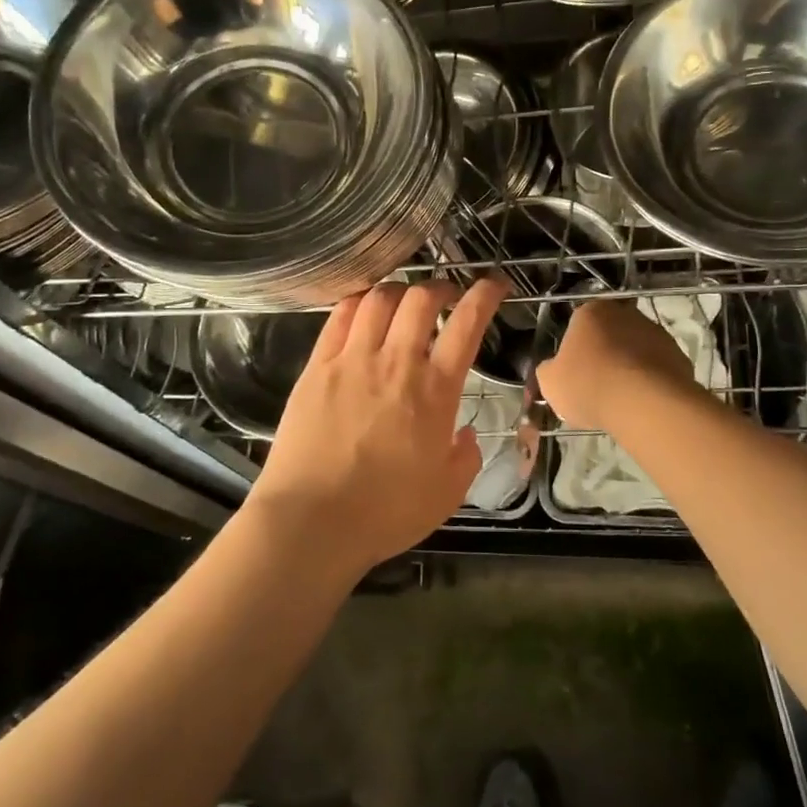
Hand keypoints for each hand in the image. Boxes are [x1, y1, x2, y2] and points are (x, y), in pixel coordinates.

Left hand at [249, 278, 506, 577]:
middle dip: (441, 288)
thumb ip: (466, 457)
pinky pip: (340, 317)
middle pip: (421, 299)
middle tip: (446, 296)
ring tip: (404, 300)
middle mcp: (396, 363)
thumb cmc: (386, 512)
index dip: (485, 295)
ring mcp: (352, 360)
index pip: (467, 324)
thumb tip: (465, 434)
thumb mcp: (447, 493)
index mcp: (435, 391)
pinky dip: (359, 302)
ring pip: (379, 299)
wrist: (312, 522)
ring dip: (400, 290)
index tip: (494, 284)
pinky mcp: (317, 367)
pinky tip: (364, 308)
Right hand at [536, 299, 697, 429]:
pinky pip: (657, 367)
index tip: (574, 373)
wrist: (644, 403)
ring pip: (635, 349)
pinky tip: (642, 402)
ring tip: (621, 399)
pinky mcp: (678, 355)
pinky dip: (650, 381)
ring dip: (629, 367)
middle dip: (604, 354)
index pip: (577, 324)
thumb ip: (549, 370)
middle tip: (596, 385)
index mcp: (590, 311)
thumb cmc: (588, 385)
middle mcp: (625, 313)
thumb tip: (554, 368)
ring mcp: (655, 332)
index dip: (574, 350)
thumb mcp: (550, 382)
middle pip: (609, 333)